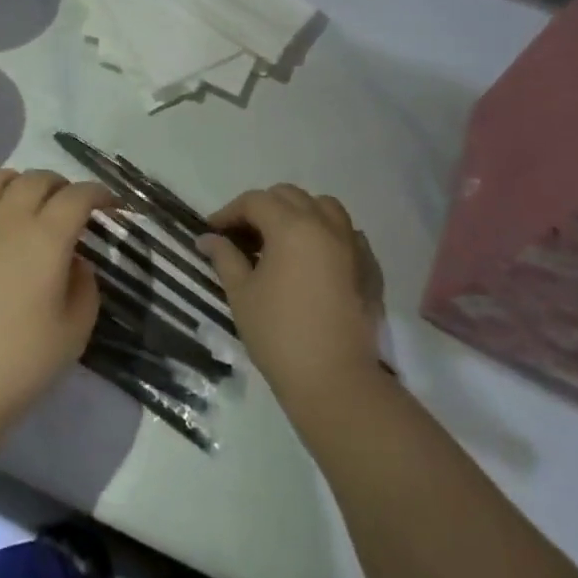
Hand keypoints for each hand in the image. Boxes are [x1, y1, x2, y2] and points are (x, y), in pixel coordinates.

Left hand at [0, 169, 111, 435]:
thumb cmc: (20, 363)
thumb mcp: (76, 330)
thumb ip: (85, 285)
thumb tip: (73, 260)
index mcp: (47, 238)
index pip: (78, 196)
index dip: (99, 193)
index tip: (111, 205)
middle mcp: (8, 221)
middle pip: (36, 180)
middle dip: (60, 185)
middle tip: (69, 206)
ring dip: (15, 182)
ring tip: (23, 200)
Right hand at [198, 185, 383, 407]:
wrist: (335, 381)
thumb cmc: (279, 334)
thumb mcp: (242, 294)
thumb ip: (224, 258)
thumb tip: (208, 238)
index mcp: (292, 227)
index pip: (255, 201)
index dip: (229, 212)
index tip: (213, 232)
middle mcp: (325, 225)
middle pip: (290, 196)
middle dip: (262, 209)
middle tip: (243, 236)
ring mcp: (353, 244)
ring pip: (324, 207)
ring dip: (299, 213)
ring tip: (281, 241)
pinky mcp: (370, 267)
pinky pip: (347, 234)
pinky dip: (327, 234)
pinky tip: (314, 259)